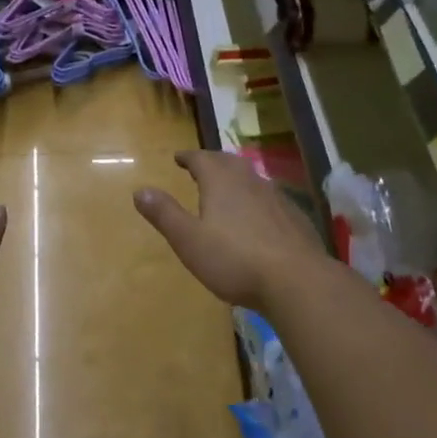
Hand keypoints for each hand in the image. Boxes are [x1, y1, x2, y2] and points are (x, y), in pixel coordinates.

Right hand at [134, 150, 328, 310]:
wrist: (296, 280)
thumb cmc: (234, 259)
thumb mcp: (188, 240)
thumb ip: (165, 214)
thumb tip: (140, 190)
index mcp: (222, 182)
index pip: (202, 159)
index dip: (188, 157)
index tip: (178, 157)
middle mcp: (250, 182)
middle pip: (229, 163)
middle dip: (213, 162)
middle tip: (202, 166)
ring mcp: (277, 199)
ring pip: (252, 179)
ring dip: (237, 179)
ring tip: (227, 188)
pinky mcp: (295, 218)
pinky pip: (271, 200)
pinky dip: (257, 200)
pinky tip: (258, 217)